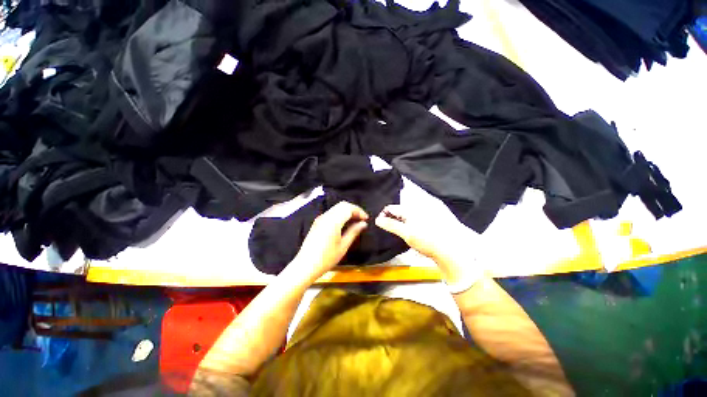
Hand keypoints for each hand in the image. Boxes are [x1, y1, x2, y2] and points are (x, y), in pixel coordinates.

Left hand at [289, 202, 368, 279]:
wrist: (305, 266)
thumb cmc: (326, 258)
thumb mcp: (343, 246)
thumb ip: (353, 232)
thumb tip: (363, 223)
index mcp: (333, 221)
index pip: (348, 208)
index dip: (359, 211)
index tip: (366, 219)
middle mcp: (326, 216)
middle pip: (342, 205)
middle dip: (353, 209)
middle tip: (361, 219)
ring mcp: (320, 219)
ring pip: (336, 208)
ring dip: (346, 211)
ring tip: (355, 221)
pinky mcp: (317, 223)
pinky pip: (331, 213)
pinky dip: (340, 214)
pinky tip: (344, 224)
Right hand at [375, 204, 480, 282]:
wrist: (454, 248)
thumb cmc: (428, 241)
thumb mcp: (407, 234)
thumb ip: (391, 225)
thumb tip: (378, 220)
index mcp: (411, 207)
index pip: (392, 208)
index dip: (385, 215)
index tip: (382, 223)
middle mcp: (421, 203)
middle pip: (402, 208)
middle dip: (396, 216)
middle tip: (394, 228)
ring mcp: (431, 207)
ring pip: (412, 210)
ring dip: (406, 218)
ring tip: (407, 229)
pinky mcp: (440, 212)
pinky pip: (422, 212)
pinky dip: (417, 218)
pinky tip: (420, 227)